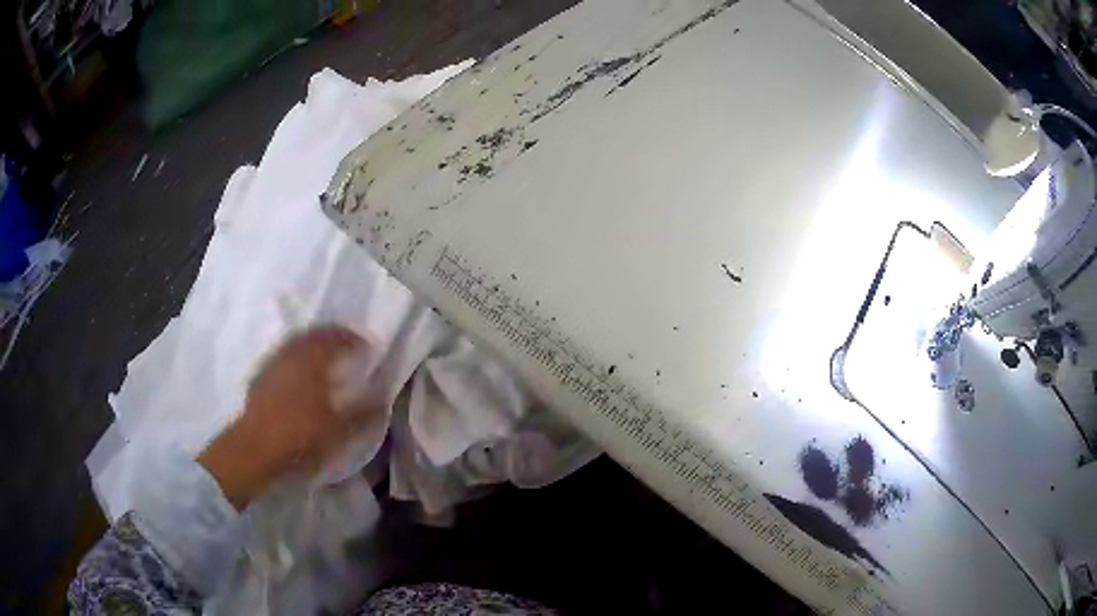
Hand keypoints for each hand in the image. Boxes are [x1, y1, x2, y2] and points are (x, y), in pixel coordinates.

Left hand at [198, 325, 376, 509]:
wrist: (255, 449)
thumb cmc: (300, 437)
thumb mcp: (339, 431)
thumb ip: (363, 413)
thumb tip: (383, 399)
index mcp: (313, 361)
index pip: (336, 337)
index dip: (353, 339)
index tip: (366, 347)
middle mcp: (292, 354)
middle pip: (314, 334)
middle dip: (332, 337)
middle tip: (346, 346)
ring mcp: (273, 363)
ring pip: (296, 344)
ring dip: (312, 345)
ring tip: (323, 358)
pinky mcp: (260, 376)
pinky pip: (283, 357)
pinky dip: (296, 358)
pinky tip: (298, 375)